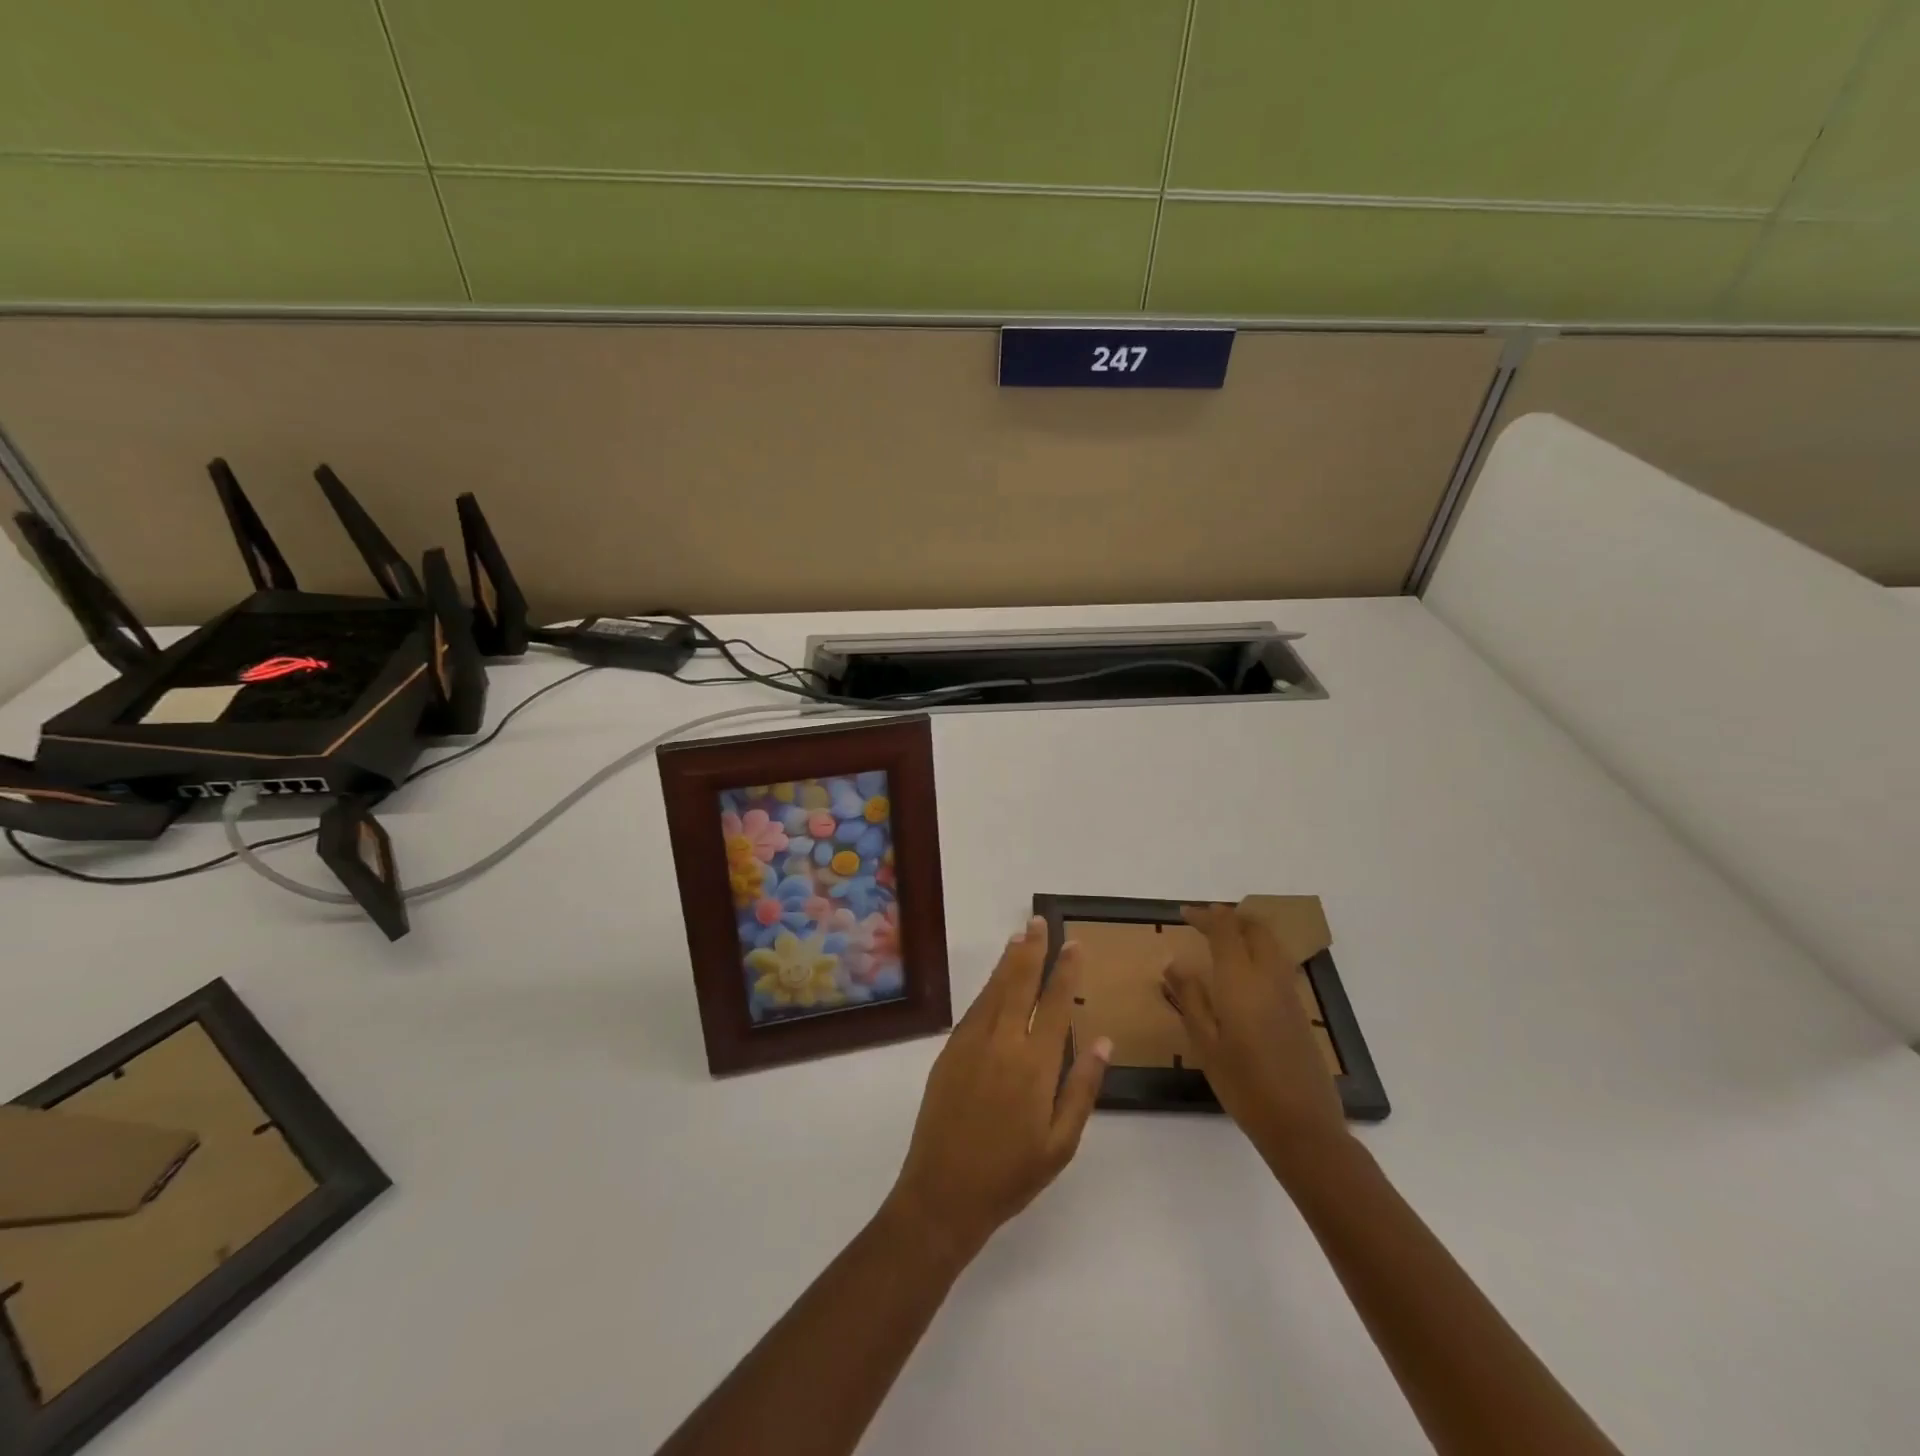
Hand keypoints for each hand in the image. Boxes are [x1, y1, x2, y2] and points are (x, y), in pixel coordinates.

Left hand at [887, 916, 1110, 1263]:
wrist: (943, 1192)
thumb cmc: (1011, 1174)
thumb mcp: (1061, 1143)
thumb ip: (1082, 1088)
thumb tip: (1104, 1041)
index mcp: (1035, 1065)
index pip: (1055, 1003)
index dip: (1065, 970)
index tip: (1073, 944)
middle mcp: (1003, 1043)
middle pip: (1019, 983)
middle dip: (1032, 950)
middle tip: (1038, 922)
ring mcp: (971, 1043)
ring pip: (994, 990)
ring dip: (1007, 961)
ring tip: (1019, 937)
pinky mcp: (950, 1050)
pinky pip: (974, 1008)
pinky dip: (988, 987)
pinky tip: (995, 979)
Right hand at [1166, 904, 1349, 1171]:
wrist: (1302, 1125)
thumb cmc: (1244, 1085)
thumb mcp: (1205, 1043)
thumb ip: (1190, 998)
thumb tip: (1174, 963)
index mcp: (1241, 980)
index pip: (1225, 929)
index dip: (1204, 916)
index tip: (1183, 914)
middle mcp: (1269, 977)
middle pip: (1255, 928)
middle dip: (1230, 917)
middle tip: (1204, 922)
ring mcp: (1289, 992)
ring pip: (1271, 943)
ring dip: (1247, 931)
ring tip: (1222, 939)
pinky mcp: (1299, 1010)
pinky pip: (1278, 963)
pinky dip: (1259, 951)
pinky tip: (1243, 972)